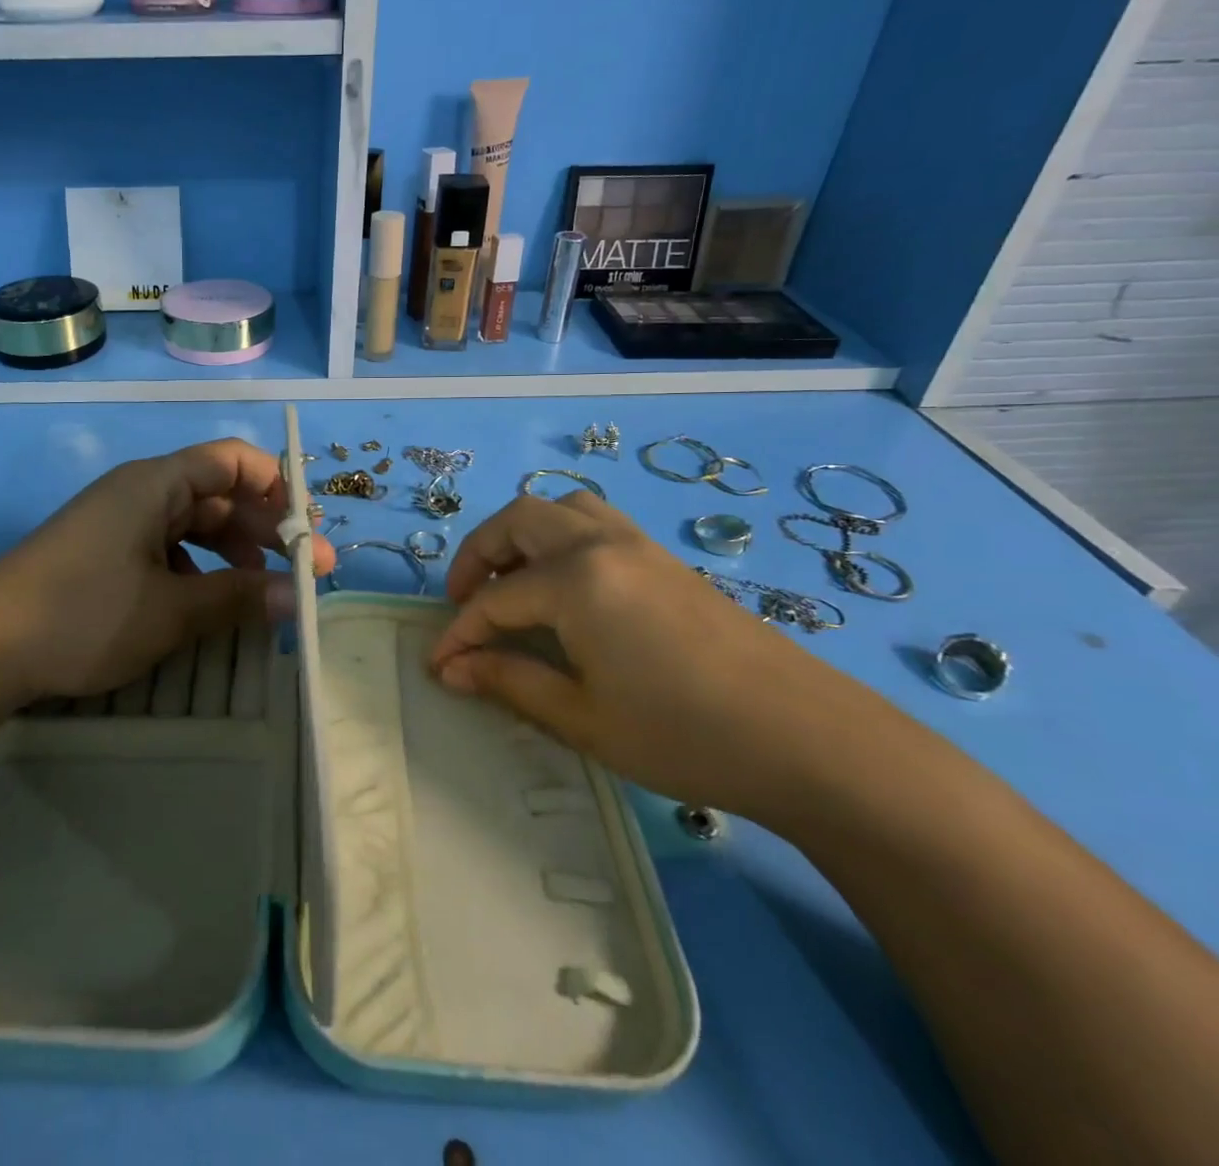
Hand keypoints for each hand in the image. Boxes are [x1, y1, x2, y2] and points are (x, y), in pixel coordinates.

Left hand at [0, 439, 334, 709]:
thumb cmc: (84, 613)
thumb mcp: (171, 610)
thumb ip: (240, 598)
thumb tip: (299, 596)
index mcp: (156, 484)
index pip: (233, 460)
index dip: (277, 488)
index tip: (305, 532)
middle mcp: (139, 493)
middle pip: (217, 494)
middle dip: (263, 532)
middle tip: (303, 575)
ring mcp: (117, 524)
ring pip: (192, 526)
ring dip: (231, 555)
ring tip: (260, 594)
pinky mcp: (102, 555)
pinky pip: (164, 550)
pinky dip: (195, 571)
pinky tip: (203, 605)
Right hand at [430, 492, 877, 818]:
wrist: (810, 740)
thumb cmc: (684, 734)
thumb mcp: (583, 717)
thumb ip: (509, 681)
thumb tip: (450, 667)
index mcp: (575, 580)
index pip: (494, 599)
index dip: (459, 632)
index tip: (438, 664)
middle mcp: (601, 543)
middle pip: (517, 522)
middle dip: (478, 556)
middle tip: (466, 603)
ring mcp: (638, 544)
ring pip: (561, 508)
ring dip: (522, 536)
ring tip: (514, 583)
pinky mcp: (666, 559)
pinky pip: (596, 522)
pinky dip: (561, 538)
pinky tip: (567, 588)